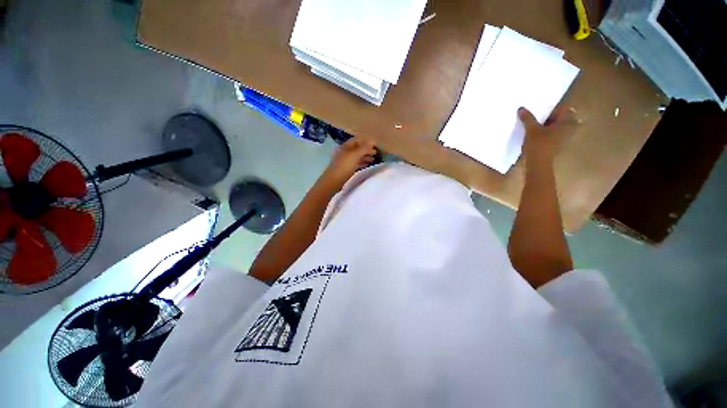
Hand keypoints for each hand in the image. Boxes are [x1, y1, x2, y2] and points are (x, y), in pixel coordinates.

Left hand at [321, 137, 376, 188]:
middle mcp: (346, 152)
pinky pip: (356, 164)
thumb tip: (373, 141)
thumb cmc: (344, 166)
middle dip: (367, 149)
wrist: (334, 181)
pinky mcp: (347, 169)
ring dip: (365, 157)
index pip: (357, 140)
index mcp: (346, 146)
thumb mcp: (355, 156)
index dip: (366, 141)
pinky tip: (368, 165)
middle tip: (376, 152)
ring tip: (374, 159)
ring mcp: (346, 161)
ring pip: (357, 156)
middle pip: (357, 148)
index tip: (375, 144)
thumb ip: (364, 148)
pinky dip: (362, 163)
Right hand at [518, 107, 576, 162]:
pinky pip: (553, 136)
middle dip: (548, 118)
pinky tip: (535, 137)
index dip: (550, 109)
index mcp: (567, 122)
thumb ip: (527, 118)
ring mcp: (564, 139)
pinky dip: (546, 134)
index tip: (539, 112)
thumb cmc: (538, 145)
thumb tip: (521, 108)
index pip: (562, 108)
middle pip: (559, 118)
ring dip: (546, 126)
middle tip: (536, 118)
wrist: (538, 165)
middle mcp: (569, 129)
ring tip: (534, 127)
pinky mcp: (558, 146)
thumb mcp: (531, 130)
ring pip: (556, 128)